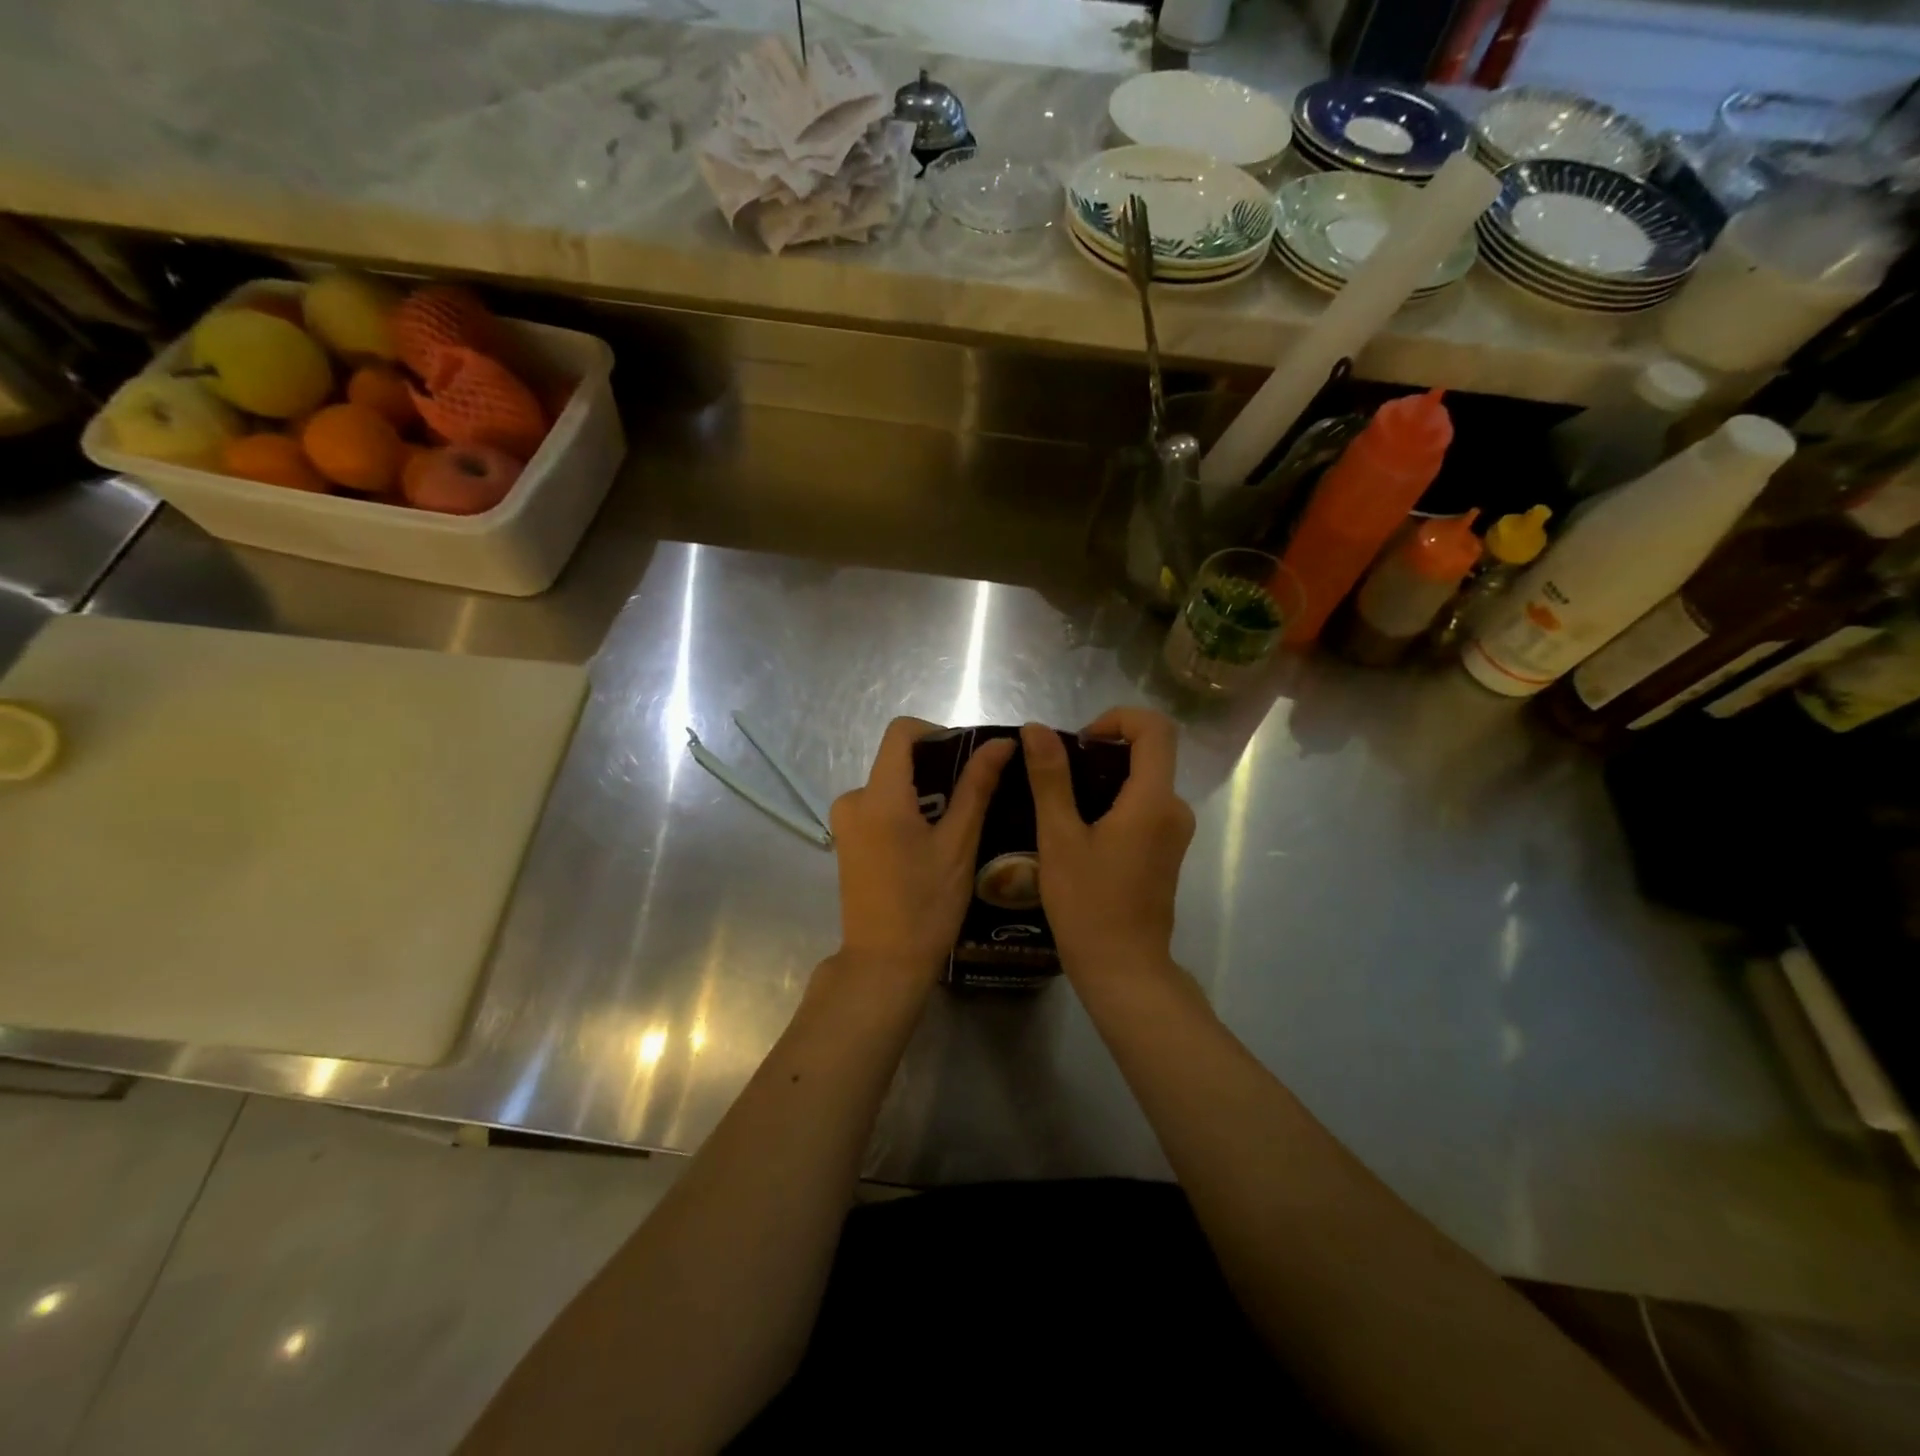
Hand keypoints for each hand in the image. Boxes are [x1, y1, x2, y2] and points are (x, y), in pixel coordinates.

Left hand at [829, 718, 1013, 983]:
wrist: (884, 964)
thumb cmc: (926, 905)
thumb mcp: (959, 844)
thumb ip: (977, 787)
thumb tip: (1001, 743)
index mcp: (879, 795)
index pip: (901, 732)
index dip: (936, 732)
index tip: (967, 756)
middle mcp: (853, 799)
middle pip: (897, 760)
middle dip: (936, 768)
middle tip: (974, 797)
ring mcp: (845, 822)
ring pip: (891, 786)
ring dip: (924, 794)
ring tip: (958, 824)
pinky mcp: (847, 842)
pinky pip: (880, 808)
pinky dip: (908, 812)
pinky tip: (932, 843)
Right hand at [1022, 709, 1194, 979]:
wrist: (1123, 968)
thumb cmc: (1088, 905)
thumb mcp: (1059, 838)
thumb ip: (1050, 778)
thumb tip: (1036, 729)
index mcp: (1153, 800)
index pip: (1155, 728)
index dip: (1118, 718)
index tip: (1081, 741)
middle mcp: (1174, 809)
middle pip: (1150, 752)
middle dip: (1104, 748)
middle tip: (1060, 773)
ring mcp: (1174, 831)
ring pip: (1145, 780)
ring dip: (1106, 776)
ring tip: (1062, 801)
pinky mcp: (1167, 850)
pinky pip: (1144, 806)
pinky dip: (1115, 800)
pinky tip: (1080, 828)